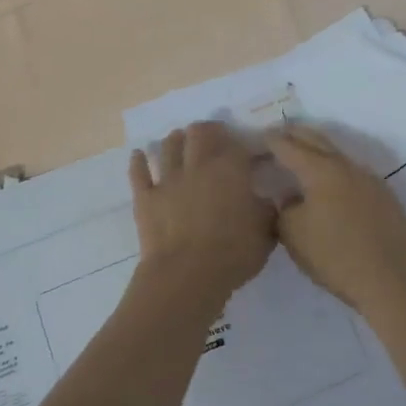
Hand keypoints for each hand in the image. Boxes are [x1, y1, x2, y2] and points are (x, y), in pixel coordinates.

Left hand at [129, 123, 276, 304]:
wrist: (187, 275)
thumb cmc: (233, 253)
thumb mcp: (266, 233)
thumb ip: (267, 211)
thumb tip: (266, 200)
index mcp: (230, 170)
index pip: (237, 145)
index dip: (242, 144)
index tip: (248, 152)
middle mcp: (198, 166)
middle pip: (199, 134)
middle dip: (206, 130)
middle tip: (211, 135)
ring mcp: (168, 180)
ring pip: (168, 147)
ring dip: (175, 139)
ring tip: (179, 138)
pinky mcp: (145, 198)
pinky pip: (138, 173)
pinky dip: (139, 161)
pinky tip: (139, 154)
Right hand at [267, 126, 405, 312]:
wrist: (390, 278)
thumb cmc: (334, 256)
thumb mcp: (293, 235)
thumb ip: (284, 208)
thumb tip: (289, 197)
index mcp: (320, 170)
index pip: (289, 146)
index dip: (272, 140)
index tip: (260, 136)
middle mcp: (346, 166)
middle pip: (317, 140)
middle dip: (296, 135)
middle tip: (280, 135)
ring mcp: (369, 179)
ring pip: (338, 155)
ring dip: (319, 152)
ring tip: (304, 158)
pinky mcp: (384, 195)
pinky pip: (353, 174)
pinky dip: (336, 172)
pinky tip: (332, 187)